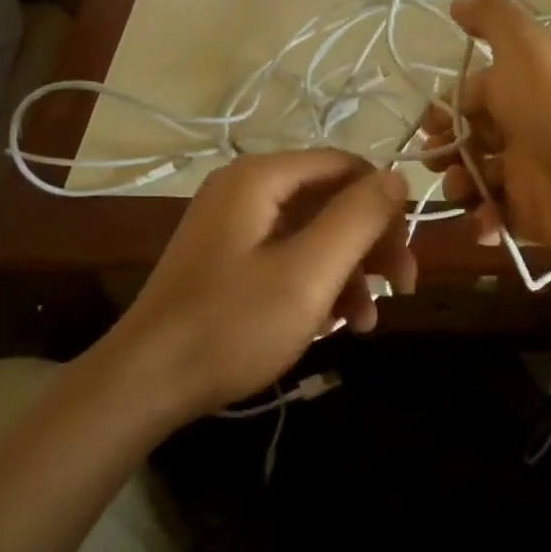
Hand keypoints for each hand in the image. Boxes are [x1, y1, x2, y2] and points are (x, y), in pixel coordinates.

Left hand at [114, 150, 413, 416]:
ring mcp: (236, 225)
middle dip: (371, 242)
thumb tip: (397, 177)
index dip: (383, 201)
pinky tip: (337, 324)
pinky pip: (289, 255)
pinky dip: (319, 283)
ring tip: (367, 320)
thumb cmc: (232, 325)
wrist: (143, 386)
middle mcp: (248, 189)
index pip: (344, 165)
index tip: (407, 250)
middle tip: (402, 286)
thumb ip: (358, 218)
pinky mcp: (231, 258)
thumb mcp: (308, 273)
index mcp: (261, 177)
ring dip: (350, 270)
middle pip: (331, 199)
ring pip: (314, 232)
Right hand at [419, 0, 550, 259]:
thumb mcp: (526, 47)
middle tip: (438, 160)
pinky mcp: (534, 214)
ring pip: (476, 179)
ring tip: (464, 192)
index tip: (431, 125)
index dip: (444, 109)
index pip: (469, 95)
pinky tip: (485, 222)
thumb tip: (457, 3)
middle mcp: (522, 127)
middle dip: (444, 150)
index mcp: (519, 88)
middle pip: (467, 138)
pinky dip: (484, 222)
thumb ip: (493, 18)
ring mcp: (529, 173)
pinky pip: (496, 218)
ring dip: (458, 186)